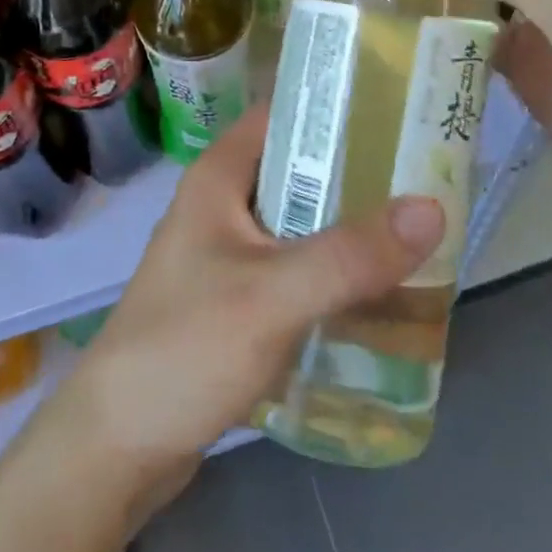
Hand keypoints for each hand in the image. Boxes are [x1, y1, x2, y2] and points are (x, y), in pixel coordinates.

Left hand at [50, 106, 443, 512]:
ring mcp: (228, 254)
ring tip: (421, 231)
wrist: (117, 444)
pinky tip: (381, 291)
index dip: (337, 106)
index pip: (282, 114)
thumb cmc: (186, 348)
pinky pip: (296, 269)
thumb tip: (433, 207)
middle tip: (429, 177)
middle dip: (359, 173)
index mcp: (218, 177)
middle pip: (299, 170)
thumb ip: (350, 254)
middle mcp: (222, 205)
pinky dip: (334, 272)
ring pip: (301, 223)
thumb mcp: (273, 295)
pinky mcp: (237, 299)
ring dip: (350, 228)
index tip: (401, 109)